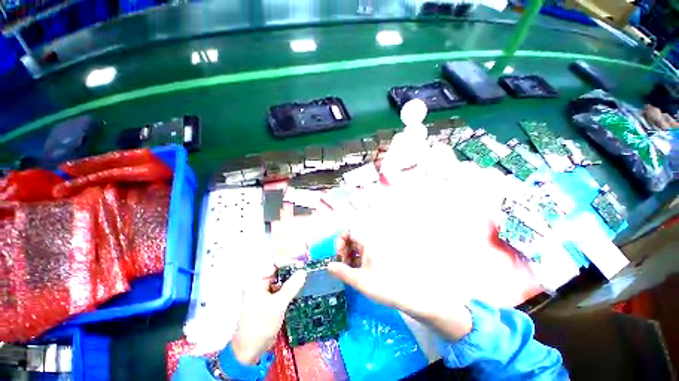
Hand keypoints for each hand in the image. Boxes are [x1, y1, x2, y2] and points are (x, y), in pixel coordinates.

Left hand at [231, 266, 306, 364]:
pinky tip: (300, 287)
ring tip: (305, 276)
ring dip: (291, 278)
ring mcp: (264, 292)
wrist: (250, 350)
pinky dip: (290, 287)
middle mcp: (259, 284)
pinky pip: (281, 289)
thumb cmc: (260, 325)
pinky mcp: (269, 300)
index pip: (274, 264)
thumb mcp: (277, 305)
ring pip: (280, 280)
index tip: (302, 263)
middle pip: (278, 271)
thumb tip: (303, 272)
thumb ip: (291, 287)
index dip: (288, 261)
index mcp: (256, 282)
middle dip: (291, 269)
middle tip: (306, 269)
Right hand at [328, 232, 472, 341]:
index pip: (349, 232)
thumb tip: (328, 266)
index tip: (339, 255)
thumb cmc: (385, 286)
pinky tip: (358, 275)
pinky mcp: (380, 259)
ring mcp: (377, 251)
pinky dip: (358, 262)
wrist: (412, 296)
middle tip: (342, 266)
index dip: (340, 240)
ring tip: (349, 272)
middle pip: (353, 240)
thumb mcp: (360, 280)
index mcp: (368, 243)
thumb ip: (342, 272)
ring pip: (358, 249)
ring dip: (350, 258)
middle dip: (344, 251)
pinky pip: (365, 256)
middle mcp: (372, 244)